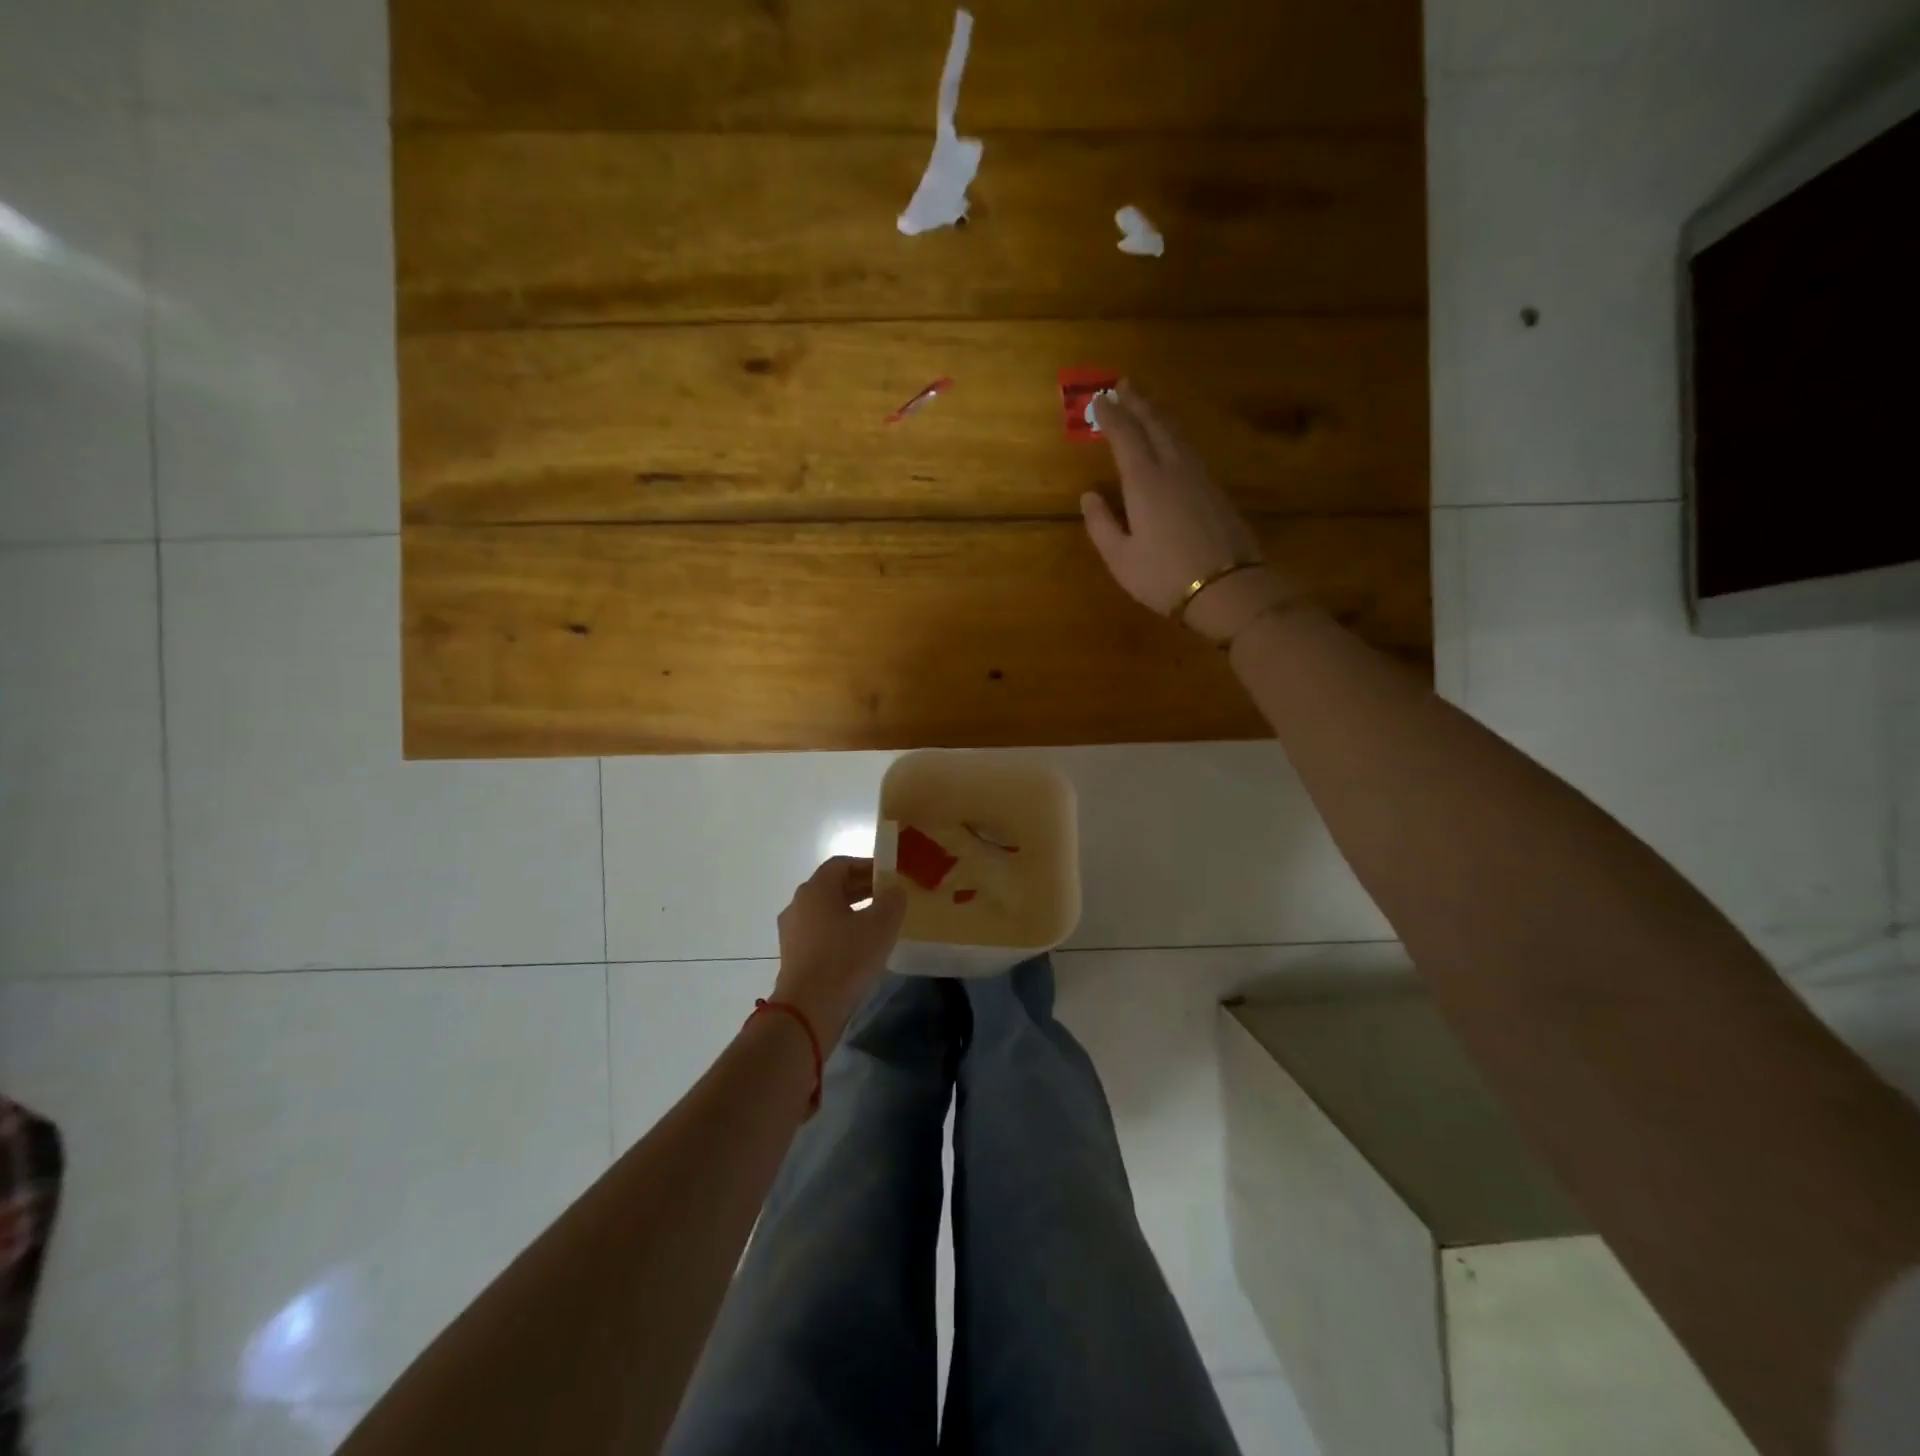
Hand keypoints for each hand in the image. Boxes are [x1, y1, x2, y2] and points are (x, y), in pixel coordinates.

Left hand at [769, 857, 906, 1050]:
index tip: (889, 876)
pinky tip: (859, 949)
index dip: (867, 866)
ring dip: (851, 912)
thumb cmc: (845, 959)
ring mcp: (791, 932)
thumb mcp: (880, 926)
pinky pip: (818, 933)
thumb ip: (892, 901)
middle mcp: (798, 904)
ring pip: (825, 911)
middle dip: (861, 889)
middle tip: (888, 898)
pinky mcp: (792, 956)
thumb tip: (894, 890)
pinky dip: (839, 932)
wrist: (808, 1010)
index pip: (841, 864)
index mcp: (816, 889)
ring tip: (877, 924)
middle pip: (832, 887)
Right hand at [1081, 383, 1298, 640]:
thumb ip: (1101, 524)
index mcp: (1145, 481)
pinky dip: (1175, 433)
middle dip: (1138, 402)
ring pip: (1177, 432)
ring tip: (1146, 403)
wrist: (1227, 588)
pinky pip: (1190, 447)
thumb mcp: (1120, 558)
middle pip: (1155, 423)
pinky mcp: (1216, 488)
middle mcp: (1173, 468)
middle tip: (1124, 384)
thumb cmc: (1164, 577)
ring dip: (1159, 413)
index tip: (1098, 400)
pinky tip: (1173, 438)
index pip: (1125, 435)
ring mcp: (1199, 476)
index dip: (1110, 415)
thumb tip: (1088, 496)